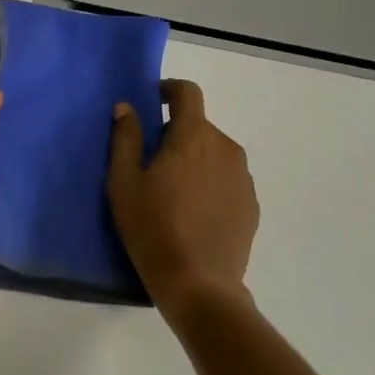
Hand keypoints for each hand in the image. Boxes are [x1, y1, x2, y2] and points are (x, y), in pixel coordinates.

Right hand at [108, 80, 258, 323]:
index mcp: (194, 136)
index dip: (169, 89)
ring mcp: (243, 178)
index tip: (152, 101)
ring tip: (173, 190)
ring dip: (195, 157)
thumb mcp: (124, 182)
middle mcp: (225, 148)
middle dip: (176, 132)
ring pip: (214, 152)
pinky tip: (193, 212)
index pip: (188, 92)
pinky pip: (227, 178)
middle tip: (151, 159)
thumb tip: (127, 107)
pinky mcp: (251, 205)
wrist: (199, 286)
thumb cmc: (152, 228)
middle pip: (199, 125)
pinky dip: (210, 182)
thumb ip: (125, 138)